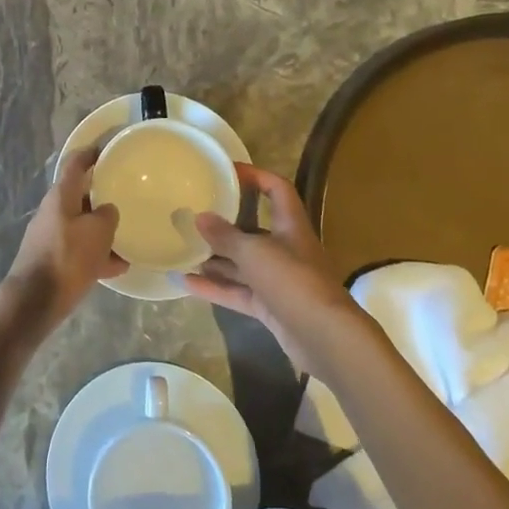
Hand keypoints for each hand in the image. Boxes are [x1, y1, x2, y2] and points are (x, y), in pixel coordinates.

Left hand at [0, 145, 126, 349]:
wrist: (35, 300)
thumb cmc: (68, 257)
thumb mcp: (98, 232)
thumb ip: (108, 215)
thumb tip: (107, 212)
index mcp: (61, 196)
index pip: (76, 163)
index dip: (91, 153)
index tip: (108, 149)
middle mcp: (53, 211)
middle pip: (80, 195)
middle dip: (102, 196)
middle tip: (126, 195)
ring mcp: (51, 236)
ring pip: (82, 225)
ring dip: (102, 230)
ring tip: (129, 238)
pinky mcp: (52, 259)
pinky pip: (79, 250)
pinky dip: (97, 254)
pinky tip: (119, 267)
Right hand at [184, 163, 362, 376]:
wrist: (325, 338)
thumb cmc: (293, 281)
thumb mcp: (255, 253)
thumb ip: (226, 236)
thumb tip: (200, 217)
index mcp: (291, 226)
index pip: (277, 189)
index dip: (256, 176)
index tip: (227, 171)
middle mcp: (286, 249)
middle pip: (254, 229)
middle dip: (225, 224)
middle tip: (194, 215)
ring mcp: (278, 280)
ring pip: (243, 263)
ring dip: (216, 258)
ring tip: (184, 249)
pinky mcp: (271, 307)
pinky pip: (238, 291)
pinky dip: (215, 288)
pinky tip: (186, 283)